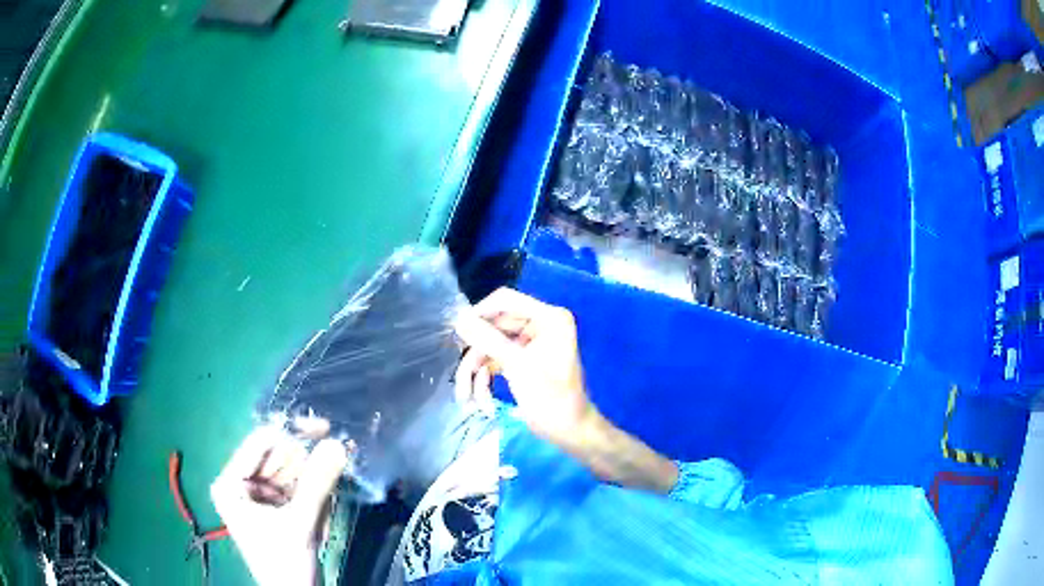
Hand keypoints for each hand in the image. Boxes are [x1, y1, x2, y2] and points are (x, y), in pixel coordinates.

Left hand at [211, 425, 348, 585]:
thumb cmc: (284, 562)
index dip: (290, 434)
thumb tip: (337, 444)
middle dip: (306, 465)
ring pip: (290, 472)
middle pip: (276, 457)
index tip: (324, 428)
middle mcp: (240, 484)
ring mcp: (257, 495)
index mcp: (230, 483)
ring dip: (312, 485)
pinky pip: (296, 488)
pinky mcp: (274, 507)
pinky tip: (319, 520)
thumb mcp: (299, 523)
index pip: (259, 444)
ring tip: (321, 514)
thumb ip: (317, 483)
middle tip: (334, 463)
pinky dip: (312, 497)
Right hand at [454, 289, 677, 493]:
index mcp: (549, 318)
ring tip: (466, 398)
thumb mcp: (518, 367)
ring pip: (489, 347)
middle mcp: (540, 325)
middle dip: (476, 353)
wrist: (569, 432)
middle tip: (460, 375)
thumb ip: (488, 340)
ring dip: (476, 372)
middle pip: (493, 327)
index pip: (506, 300)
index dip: (480, 312)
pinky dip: (485, 380)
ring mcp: (529, 344)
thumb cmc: (552, 399)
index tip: (458, 330)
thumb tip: (459, 319)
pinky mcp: (521, 361)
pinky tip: (482, 403)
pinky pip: (494, 361)